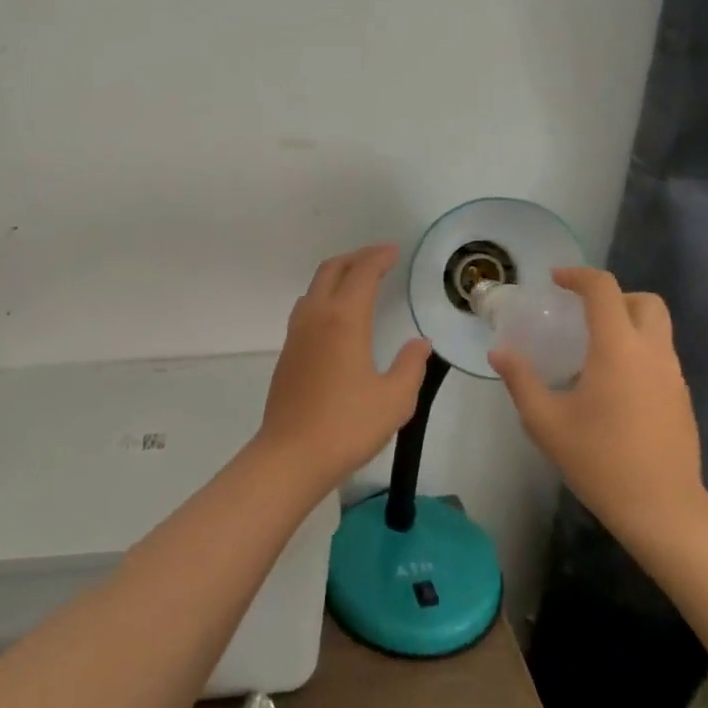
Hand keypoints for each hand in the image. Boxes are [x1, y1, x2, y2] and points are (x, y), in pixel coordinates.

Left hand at [257, 245, 431, 491]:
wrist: (291, 455)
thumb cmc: (347, 426)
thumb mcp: (394, 400)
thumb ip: (410, 366)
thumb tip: (419, 343)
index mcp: (344, 320)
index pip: (362, 273)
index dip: (379, 257)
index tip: (394, 252)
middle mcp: (316, 317)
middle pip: (332, 270)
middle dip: (356, 257)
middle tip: (379, 258)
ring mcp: (297, 334)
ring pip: (314, 287)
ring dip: (337, 275)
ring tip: (358, 282)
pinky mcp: (287, 352)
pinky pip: (306, 308)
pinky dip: (325, 296)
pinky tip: (337, 317)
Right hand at [488, 267, 707, 552]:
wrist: (664, 511)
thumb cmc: (600, 461)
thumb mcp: (546, 422)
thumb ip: (521, 381)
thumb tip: (499, 353)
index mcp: (618, 349)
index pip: (604, 290)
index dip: (578, 276)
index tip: (555, 281)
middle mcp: (652, 352)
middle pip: (645, 301)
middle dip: (614, 297)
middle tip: (582, 314)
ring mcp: (674, 376)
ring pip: (658, 329)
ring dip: (627, 324)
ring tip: (592, 353)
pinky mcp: (682, 399)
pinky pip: (661, 357)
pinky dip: (638, 352)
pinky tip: (612, 388)